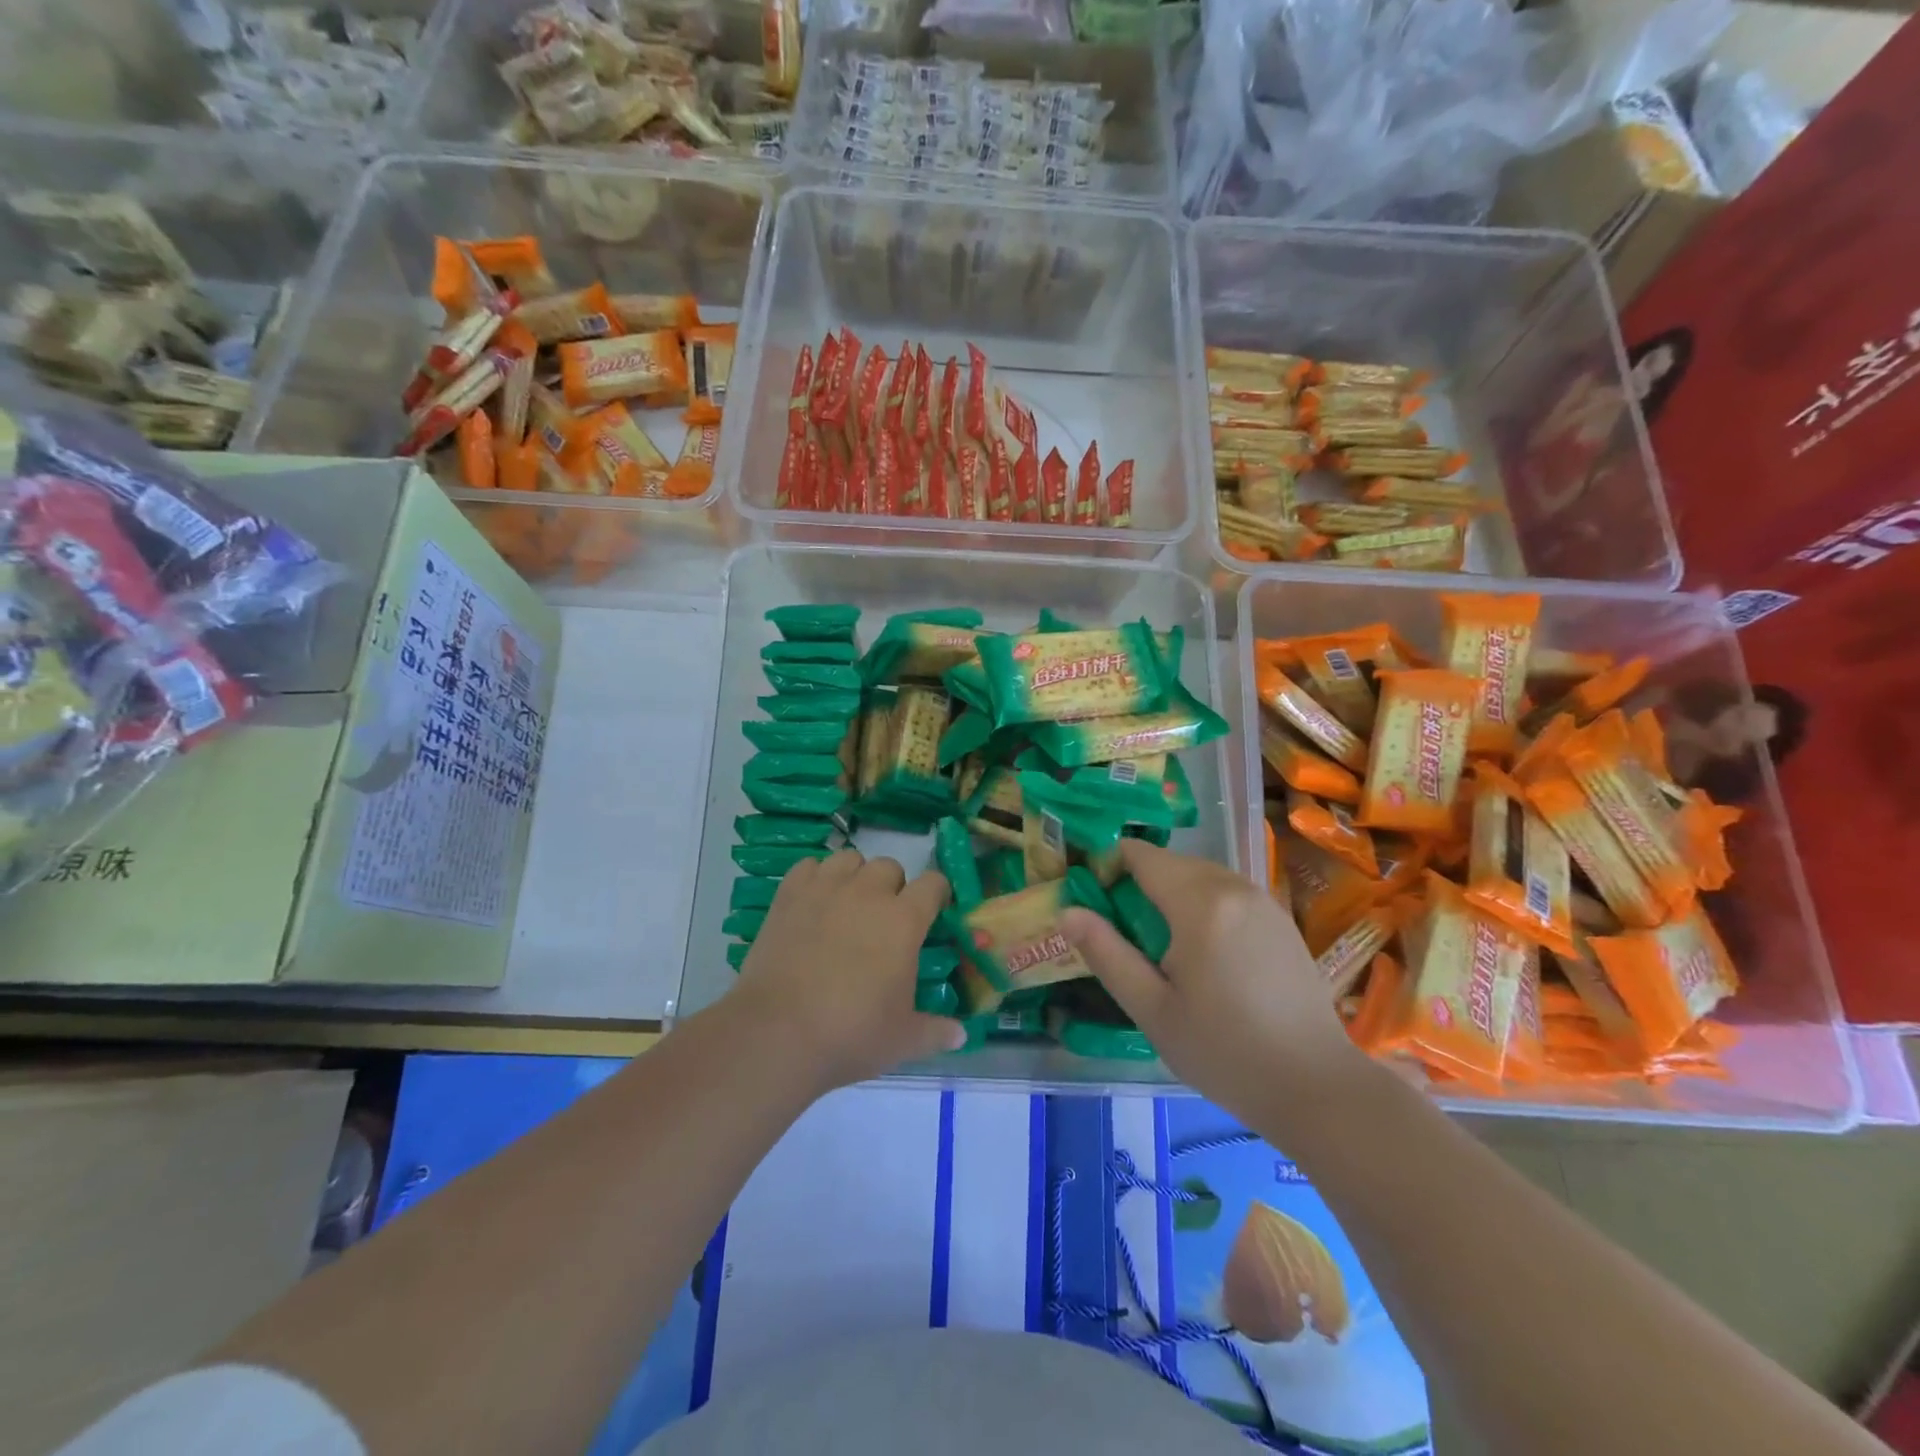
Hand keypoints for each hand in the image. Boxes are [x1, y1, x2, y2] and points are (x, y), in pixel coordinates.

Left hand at [732, 849, 965, 1091]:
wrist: (777, 1033)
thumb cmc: (851, 1034)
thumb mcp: (903, 1040)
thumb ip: (936, 1032)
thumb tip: (961, 1036)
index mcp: (904, 920)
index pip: (933, 884)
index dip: (937, 895)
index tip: (934, 913)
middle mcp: (868, 893)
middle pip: (890, 866)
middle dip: (893, 886)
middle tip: (885, 920)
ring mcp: (825, 889)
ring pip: (849, 859)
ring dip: (855, 876)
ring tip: (849, 905)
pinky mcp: (788, 896)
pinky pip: (808, 866)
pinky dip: (815, 878)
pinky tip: (813, 903)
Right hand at [1060, 841, 1369, 1122]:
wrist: (1318, 1086)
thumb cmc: (1225, 1052)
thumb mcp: (1152, 1009)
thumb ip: (1107, 954)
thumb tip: (1067, 913)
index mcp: (1199, 903)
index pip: (1141, 855)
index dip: (1109, 866)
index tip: (1095, 902)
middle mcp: (1233, 886)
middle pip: (1170, 862)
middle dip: (1139, 883)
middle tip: (1124, 933)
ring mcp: (1263, 899)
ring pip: (1200, 874)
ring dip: (1171, 893)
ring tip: (1161, 946)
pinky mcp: (1280, 917)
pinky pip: (1226, 891)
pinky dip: (1202, 903)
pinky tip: (1203, 953)